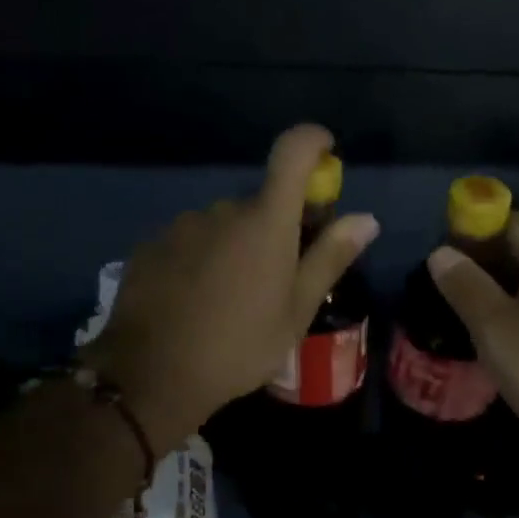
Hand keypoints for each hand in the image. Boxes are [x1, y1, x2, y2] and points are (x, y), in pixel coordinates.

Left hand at [84, 125, 378, 451]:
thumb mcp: (296, 310)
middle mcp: (223, 210)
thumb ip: (330, 258)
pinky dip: (202, 259)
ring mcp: (182, 225)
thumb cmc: (240, 345)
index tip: (326, 154)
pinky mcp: (151, 246)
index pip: (293, 152)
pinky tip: (196, 301)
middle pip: (260, 202)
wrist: (153, 375)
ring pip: (223, 224)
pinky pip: (190, 241)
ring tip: (232, 298)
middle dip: (276, 227)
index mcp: (265, 221)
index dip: (313, 142)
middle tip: (278, 277)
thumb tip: (367, 219)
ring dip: (236, 246)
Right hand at [427, 213, 518, 466]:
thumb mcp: (497, 332)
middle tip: (453, 289)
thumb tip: (441, 252)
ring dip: (506, 289)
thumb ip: (467, 288)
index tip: (447, 255)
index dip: (476, 229)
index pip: (512, 220)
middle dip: (487, 260)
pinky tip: (512, 341)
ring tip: (475, 316)